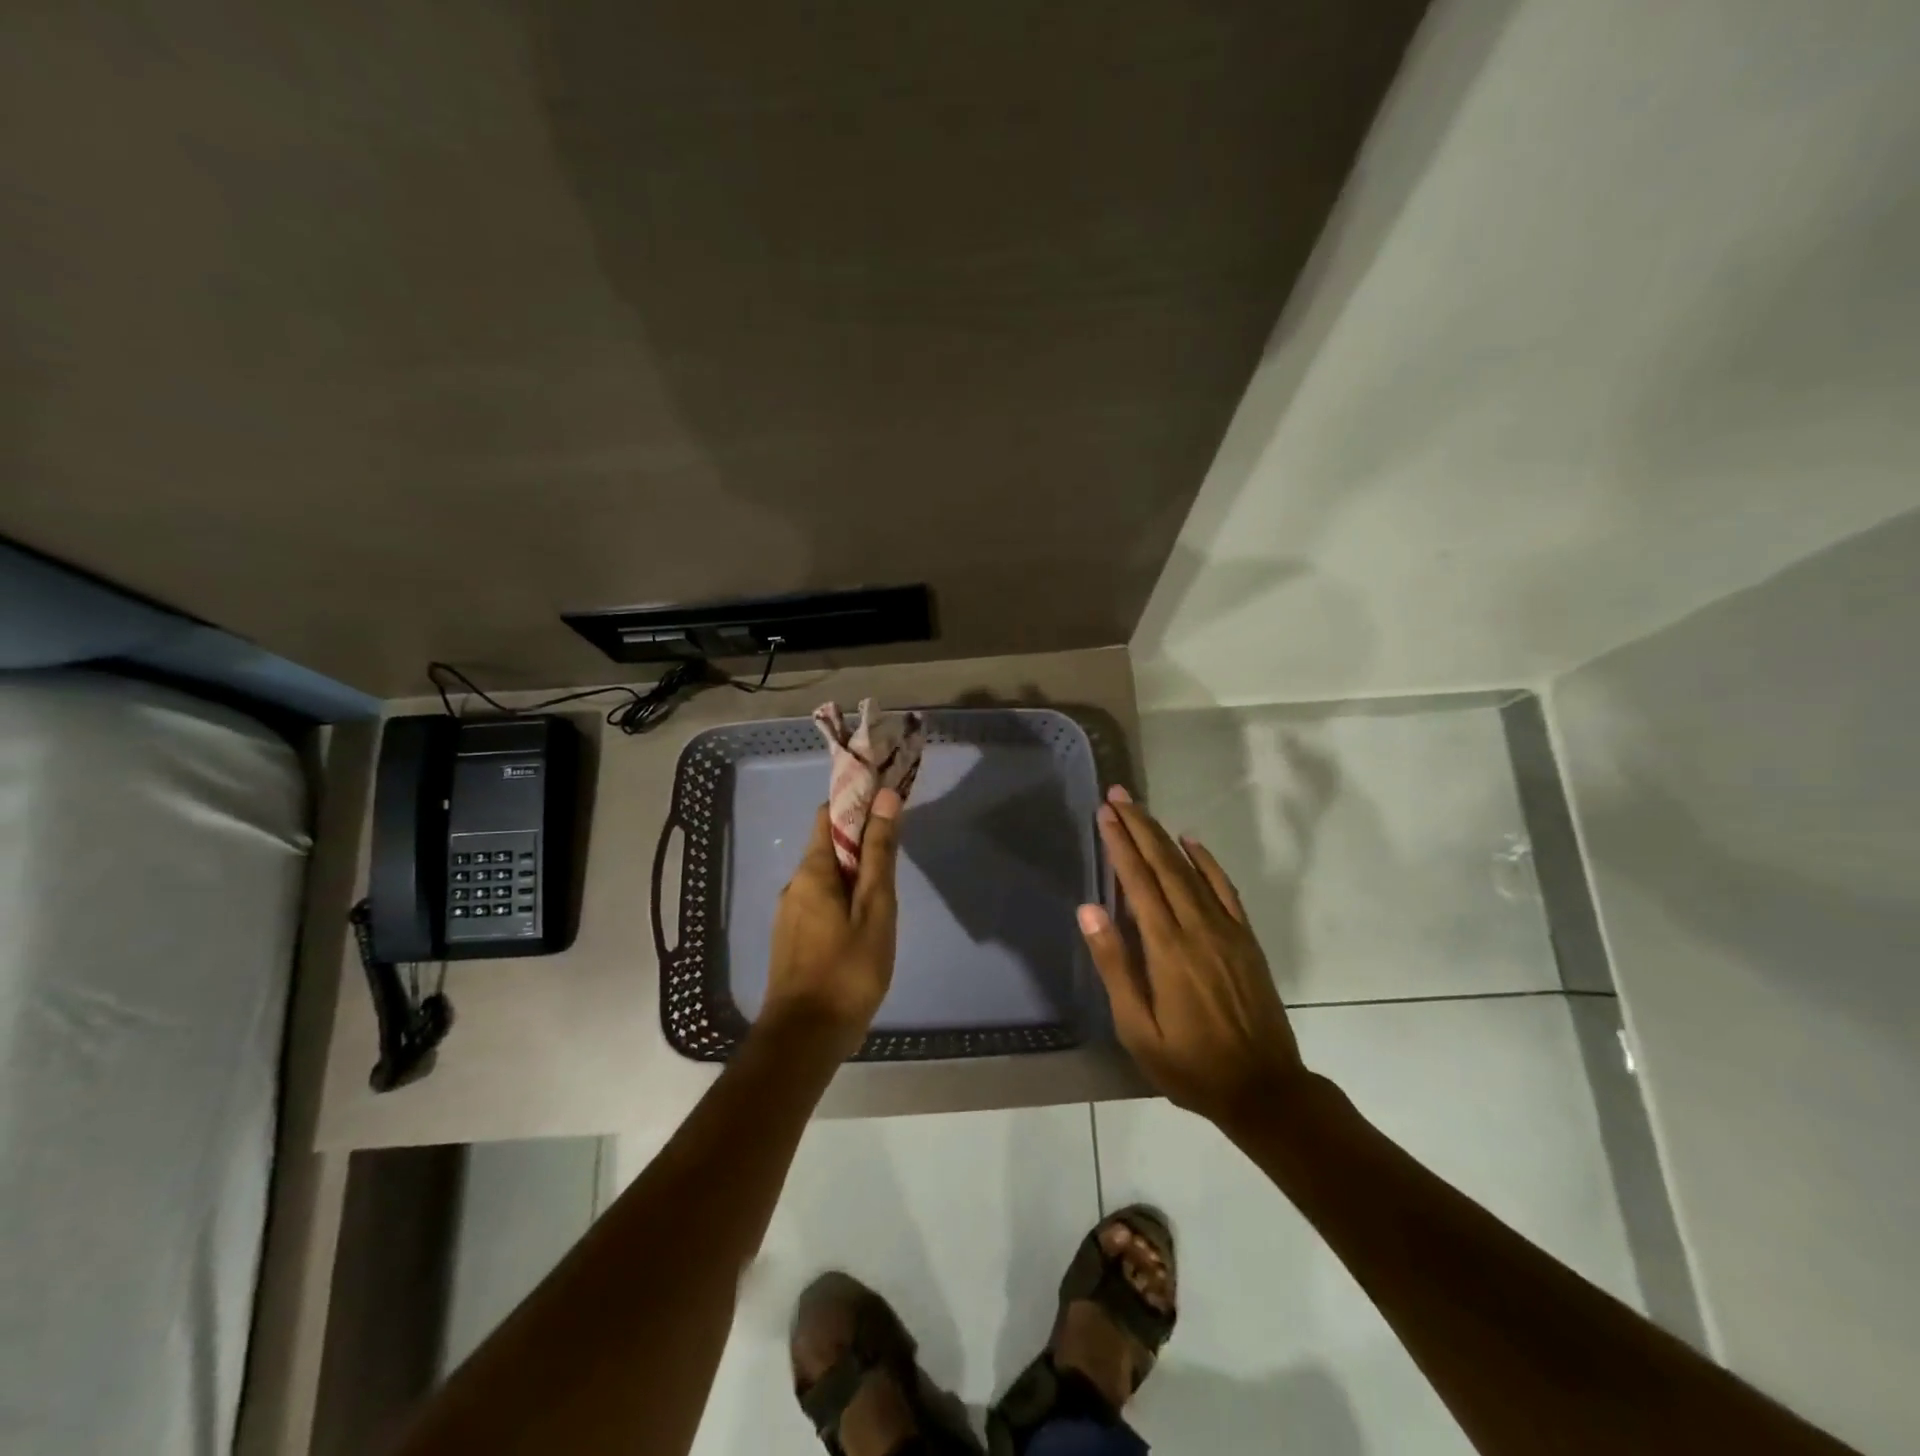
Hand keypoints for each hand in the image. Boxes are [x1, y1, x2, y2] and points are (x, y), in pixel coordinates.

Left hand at [761, 788, 902, 1058]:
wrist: (805, 1038)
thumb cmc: (848, 970)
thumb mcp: (875, 909)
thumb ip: (880, 854)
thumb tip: (886, 798)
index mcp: (812, 871)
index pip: (829, 814)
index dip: (858, 802)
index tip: (888, 802)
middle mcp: (794, 884)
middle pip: (827, 844)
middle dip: (860, 837)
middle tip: (898, 848)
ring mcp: (790, 912)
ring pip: (825, 875)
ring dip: (854, 870)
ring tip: (887, 887)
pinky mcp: (792, 937)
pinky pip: (820, 900)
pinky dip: (843, 895)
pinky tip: (865, 919)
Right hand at [1079, 786, 1307, 1129]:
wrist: (1265, 1089)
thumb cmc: (1189, 1065)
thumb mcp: (1137, 1028)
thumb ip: (1114, 965)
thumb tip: (1089, 910)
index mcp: (1167, 948)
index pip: (1137, 882)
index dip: (1119, 844)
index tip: (1103, 813)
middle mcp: (1197, 928)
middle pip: (1163, 865)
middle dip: (1139, 827)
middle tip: (1118, 795)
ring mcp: (1226, 930)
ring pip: (1191, 870)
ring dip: (1164, 837)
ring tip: (1142, 811)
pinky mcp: (1245, 939)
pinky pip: (1224, 889)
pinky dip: (1206, 861)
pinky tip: (1191, 843)